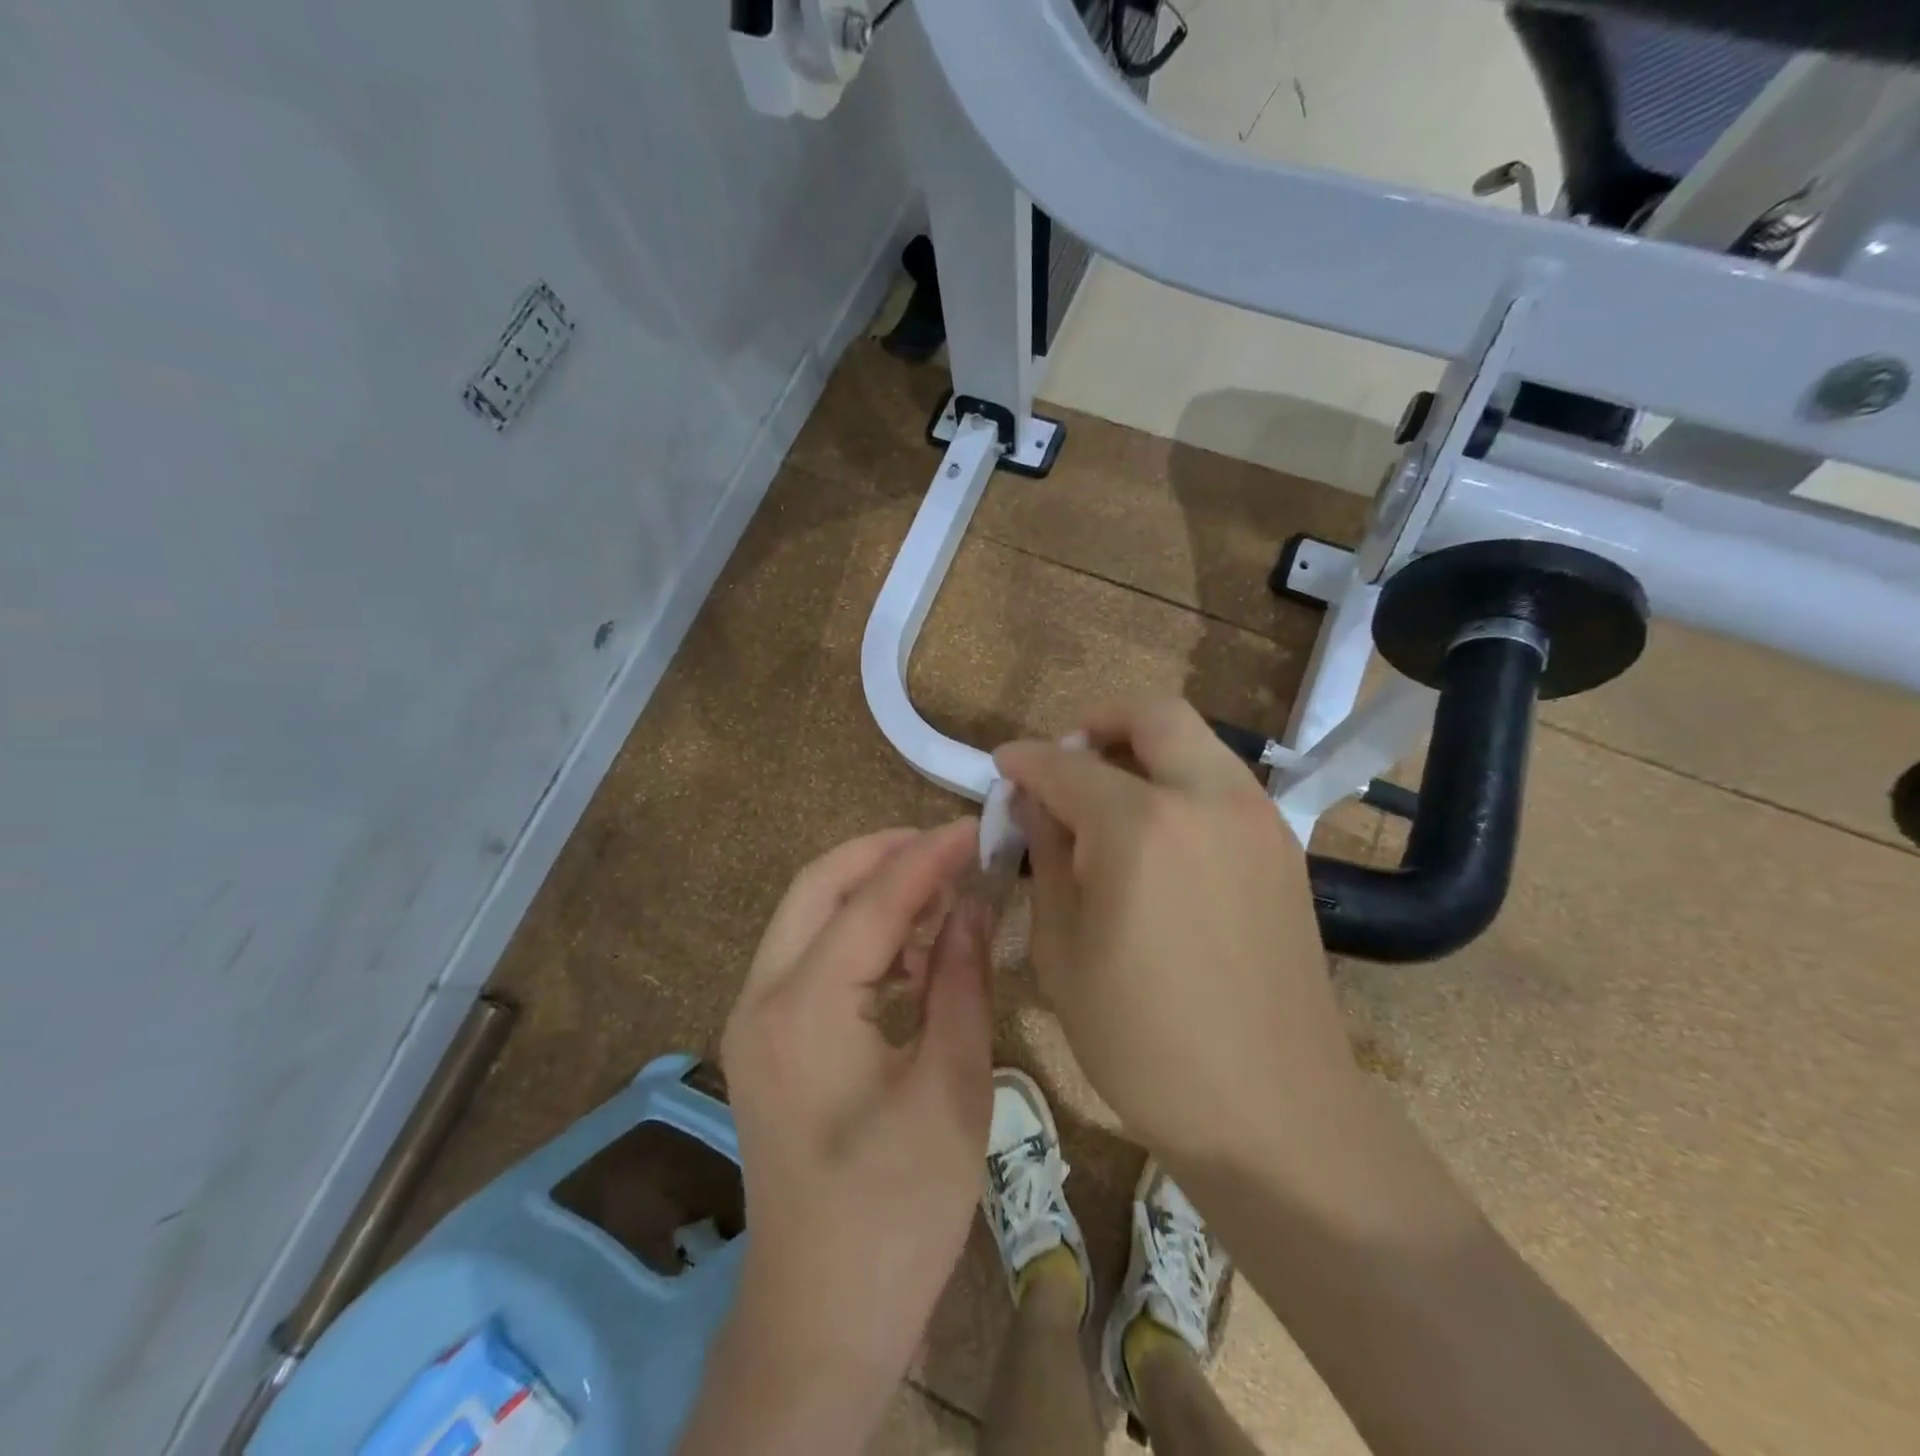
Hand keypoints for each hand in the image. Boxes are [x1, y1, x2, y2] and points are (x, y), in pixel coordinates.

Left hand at [718, 821, 993, 1393]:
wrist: (820, 1321)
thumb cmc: (898, 1213)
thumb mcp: (952, 1088)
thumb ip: (961, 979)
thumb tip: (975, 903)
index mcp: (805, 1008)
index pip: (873, 899)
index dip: (929, 854)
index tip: (978, 824)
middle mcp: (761, 997)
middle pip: (817, 885)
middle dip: (885, 852)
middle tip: (952, 846)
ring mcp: (753, 1019)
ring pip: (807, 914)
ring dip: (870, 890)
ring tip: (942, 890)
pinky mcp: (764, 1040)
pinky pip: (808, 955)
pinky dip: (857, 931)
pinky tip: (910, 948)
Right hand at [996, 700, 1360, 1169]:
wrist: (1272, 1109)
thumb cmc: (1143, 1041)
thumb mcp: (1062, 948)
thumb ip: (1046, 856)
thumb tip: (1034, 802)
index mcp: (1140, 826)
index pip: (1067, 765)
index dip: (1026, 760)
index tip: (1003, 766)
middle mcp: (1207, 800)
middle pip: (1154, 716)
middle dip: (1098, 723)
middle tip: (1065, 759)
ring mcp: (1257, 819)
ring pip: (1197, 742)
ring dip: (1145, 748)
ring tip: (1107, 796)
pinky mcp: (1284, 847)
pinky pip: (1223, 783)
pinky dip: (1181, 781)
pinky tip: (1156, 835)